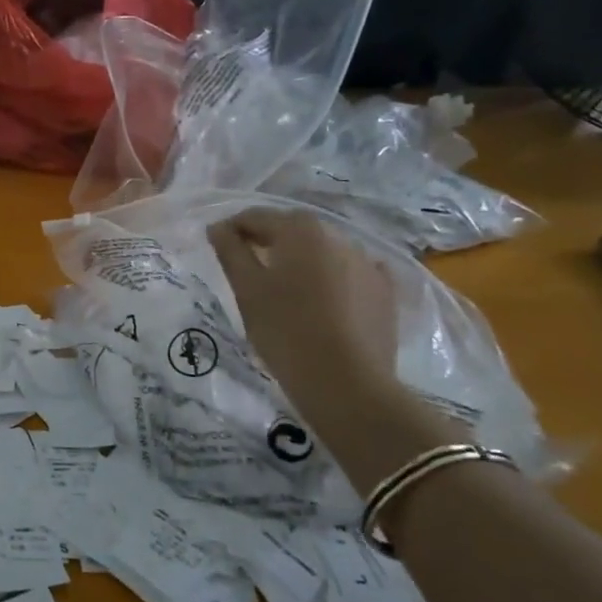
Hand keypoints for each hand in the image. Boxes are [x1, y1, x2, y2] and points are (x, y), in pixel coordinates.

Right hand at [211, 209, 456, 490]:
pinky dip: (333, 278)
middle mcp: (337, 236)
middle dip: (268, 242)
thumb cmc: (285, 330)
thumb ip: (230, 251)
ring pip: (322, 252)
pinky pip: (351, 274)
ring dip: (301, 261)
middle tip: (247, 268)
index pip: (256, 217)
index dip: (232, 229)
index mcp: (300, 229)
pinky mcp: (385, 292)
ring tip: (285, 288)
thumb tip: (218, 228)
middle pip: (292, 230)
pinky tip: (324, 298)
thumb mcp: (247, 289)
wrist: (346, 383)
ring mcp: (367, 263)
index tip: (217, 246)